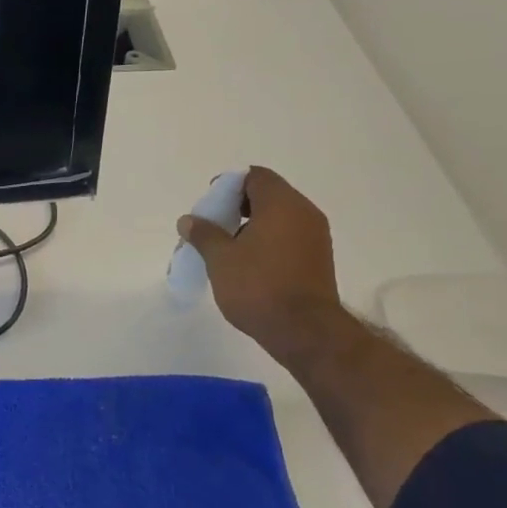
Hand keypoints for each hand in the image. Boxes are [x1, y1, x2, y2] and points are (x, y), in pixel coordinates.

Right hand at [176, 166, 345, 362]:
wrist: (304, 330)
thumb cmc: (258, 286)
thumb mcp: (220, 259)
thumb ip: (203, 234)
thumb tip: (188, 220)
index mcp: (281, 204)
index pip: (256, 177)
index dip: (230, 184)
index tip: (210, 203)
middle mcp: (304, 213)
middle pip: (269, 195)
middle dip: (238, 205)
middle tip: (214, 225)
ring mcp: (316, 236)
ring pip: (280, 217)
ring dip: (253, 224)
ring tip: (228, 247)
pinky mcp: (318, 258)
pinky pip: (289, 236)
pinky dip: (269, 240)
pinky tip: (249, 262)